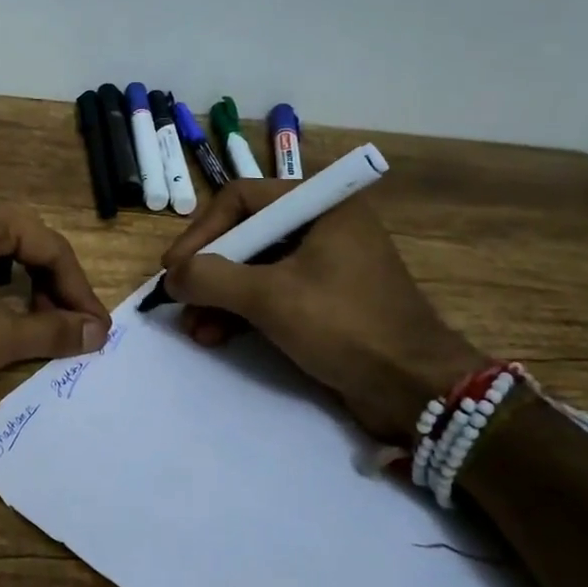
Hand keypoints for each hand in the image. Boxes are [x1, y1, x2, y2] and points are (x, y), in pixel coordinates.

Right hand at [161, 181, 485, 443]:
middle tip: (178, 298)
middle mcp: (323, 225)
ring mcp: (325, 264)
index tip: (174, 267)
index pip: (241, 198)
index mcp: (321, 205)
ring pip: (255, 268)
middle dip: (209, 271)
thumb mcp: (270, 297)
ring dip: (220, 297)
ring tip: (194, 328)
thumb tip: (172, 277)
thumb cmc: (344, 326)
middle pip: (246, 234)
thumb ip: (213, 277)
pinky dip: (242, 312)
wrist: (414, 388)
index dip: (201, 231)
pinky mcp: (325, 300)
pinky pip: (272, 293)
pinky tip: (216, 336)